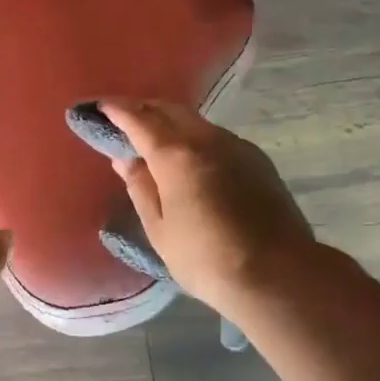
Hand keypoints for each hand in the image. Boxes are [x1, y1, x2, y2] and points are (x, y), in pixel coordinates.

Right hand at [98, 99, 315, 311]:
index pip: (139, 119)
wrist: (280, 274)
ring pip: (195, 121)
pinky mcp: (257, 160)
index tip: (100, 105)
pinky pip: (216, 137)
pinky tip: (191, 159)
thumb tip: (126, 161)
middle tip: (124, 117)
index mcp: (176, 155)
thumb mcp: (161, 231)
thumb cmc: (208, 259)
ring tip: (155, 138)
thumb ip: (141, 189)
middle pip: (169, 110)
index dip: (117, 109)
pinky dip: (194, 137)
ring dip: (171, 122)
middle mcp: (206, 139)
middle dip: (144, 108)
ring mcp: (236, 146)